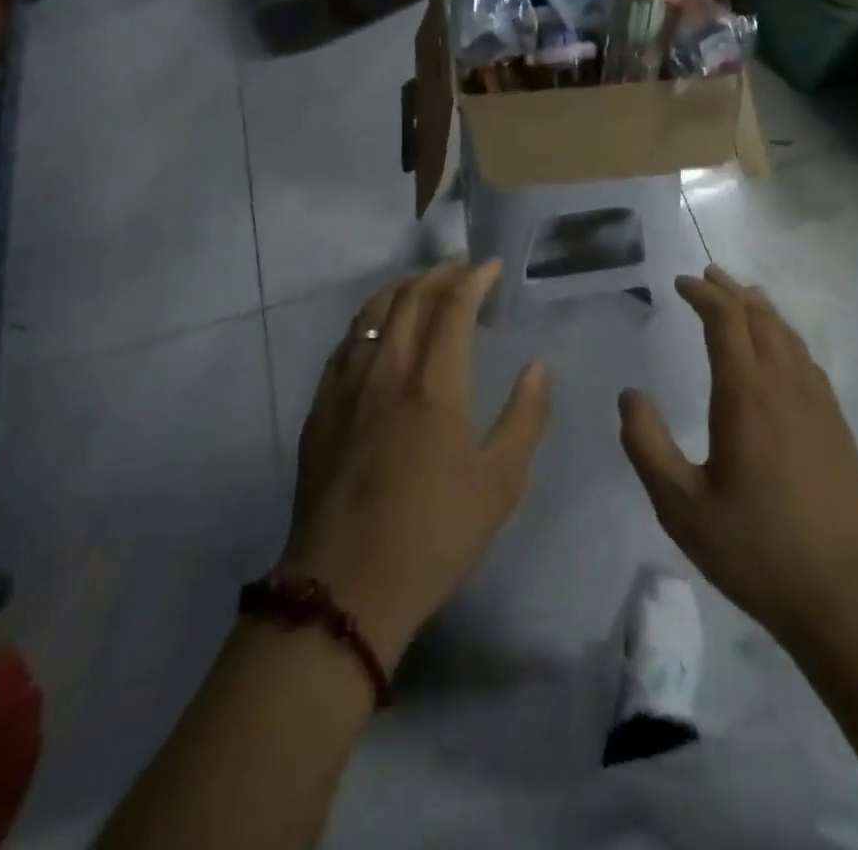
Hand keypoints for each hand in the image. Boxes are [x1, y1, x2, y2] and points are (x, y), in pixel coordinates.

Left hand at [281, 260, 551, 669]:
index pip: (453, 307)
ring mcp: (346, 389)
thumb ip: (525, 418)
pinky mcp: (320, 411)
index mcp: (433, 386)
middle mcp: (386, 372)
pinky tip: (377, 332)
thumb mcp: (499, 484)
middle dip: (439, 274)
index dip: (474, 279)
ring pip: (370, 315)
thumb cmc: (433, 536)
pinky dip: (368, 321)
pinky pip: (345, 344)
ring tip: (422, 286)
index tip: (492, 266)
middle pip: (409, 299)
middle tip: (463, 268)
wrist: (343, 591)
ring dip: (401, 289)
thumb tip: (538, 367)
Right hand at [619, 265, 857, 647]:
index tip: (681, 282)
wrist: (842, 592)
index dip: (703, 293)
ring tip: (742, 295)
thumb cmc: (754, 548)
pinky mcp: (835, 422)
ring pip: (788, 334)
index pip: (725, 320)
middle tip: (706, 275)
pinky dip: (785, 335)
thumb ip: (647, 446)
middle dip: (729, 291)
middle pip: (758, 317)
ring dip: (760, 308)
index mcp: (745, 395)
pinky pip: (806, 359)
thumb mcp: (681, 507)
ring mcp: (817, 402)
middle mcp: (785, 384)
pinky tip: (780, 347)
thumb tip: (629, 396)